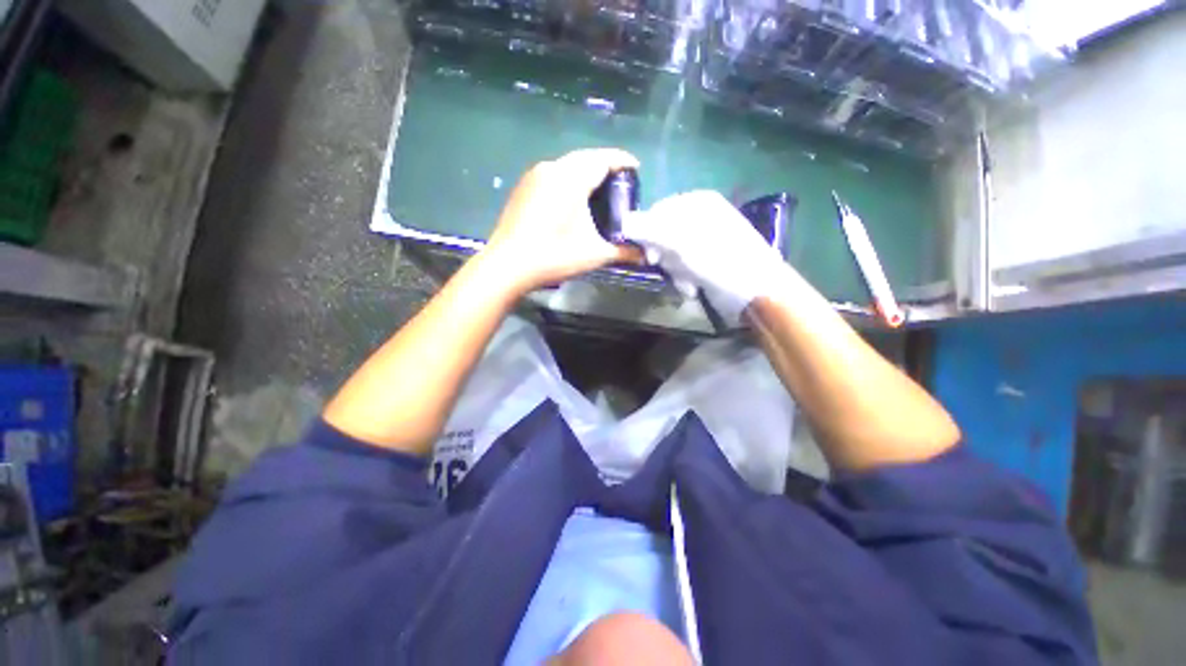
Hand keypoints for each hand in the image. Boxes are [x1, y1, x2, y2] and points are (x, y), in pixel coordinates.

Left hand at [481, 148, 642, 292]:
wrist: (508, 265)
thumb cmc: (554, 256)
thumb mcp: (595, 255)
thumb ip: (624, 252)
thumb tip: (647, 256)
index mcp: (572, 178)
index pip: (603, 159)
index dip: (622, 160)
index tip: (636, 169)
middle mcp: (553, 168)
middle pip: (586, 158)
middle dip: (605, 166)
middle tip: (620, 183)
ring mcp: (534, 176)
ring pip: (567, 165)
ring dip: (585, 172)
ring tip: (598, 191)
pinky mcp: (523, 187)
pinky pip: (553, 175)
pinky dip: (568, 180)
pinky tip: (572, 200)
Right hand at [622, 190, 787, 323]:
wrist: (755, 291)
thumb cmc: (720, 260)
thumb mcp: (682, 242)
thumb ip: (651, 230)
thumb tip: (622, 222)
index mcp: (697, 203)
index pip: (658, 211)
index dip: (649, 233)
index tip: (650, 255)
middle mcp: (700, 217)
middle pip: (662, 233)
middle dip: (664, 256)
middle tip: (670, 267)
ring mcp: (704, 239)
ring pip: (671, 253)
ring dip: (674, 270)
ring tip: (687, 280)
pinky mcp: (706, 259)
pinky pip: (682, 265)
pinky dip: (683, 277)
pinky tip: (692, 286)